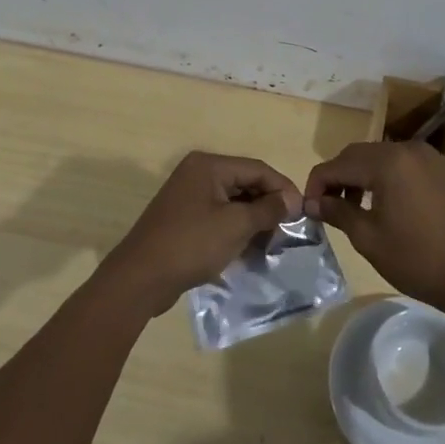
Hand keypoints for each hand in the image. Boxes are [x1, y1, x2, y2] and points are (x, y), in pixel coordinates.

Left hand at [101, 152, 302, 314]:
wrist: (140, 278)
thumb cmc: (191, 244)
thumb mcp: (235, 226)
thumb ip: (267, 209)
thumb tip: (291, 199)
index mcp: (208, 166)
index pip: (257, 169)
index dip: (282, 189)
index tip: (304, 212)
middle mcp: (198, 174)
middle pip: (245, 183)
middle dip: (268, 205)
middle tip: (290, 230)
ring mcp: (188, 197)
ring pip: (233, 202)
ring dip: (254, 220)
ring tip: (273, 243)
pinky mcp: (184, 220)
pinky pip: (219, 217)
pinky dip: (236, 230)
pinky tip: (250, 249)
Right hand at [304, 142, 444, 313]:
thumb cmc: (416, 259)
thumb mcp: (368, 238)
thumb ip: (337, 213)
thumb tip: (313, 203)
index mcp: (388, 163)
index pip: (339, 164)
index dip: (317, 183)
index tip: (308, 207)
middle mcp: (408, 149)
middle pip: (360, 154)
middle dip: (339, 176)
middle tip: (328, 206)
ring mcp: (430, 157)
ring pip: (383, 157)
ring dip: (363, 176)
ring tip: (355, 206)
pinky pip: (406, 165)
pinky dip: (388, 177)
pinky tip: (387, 204)